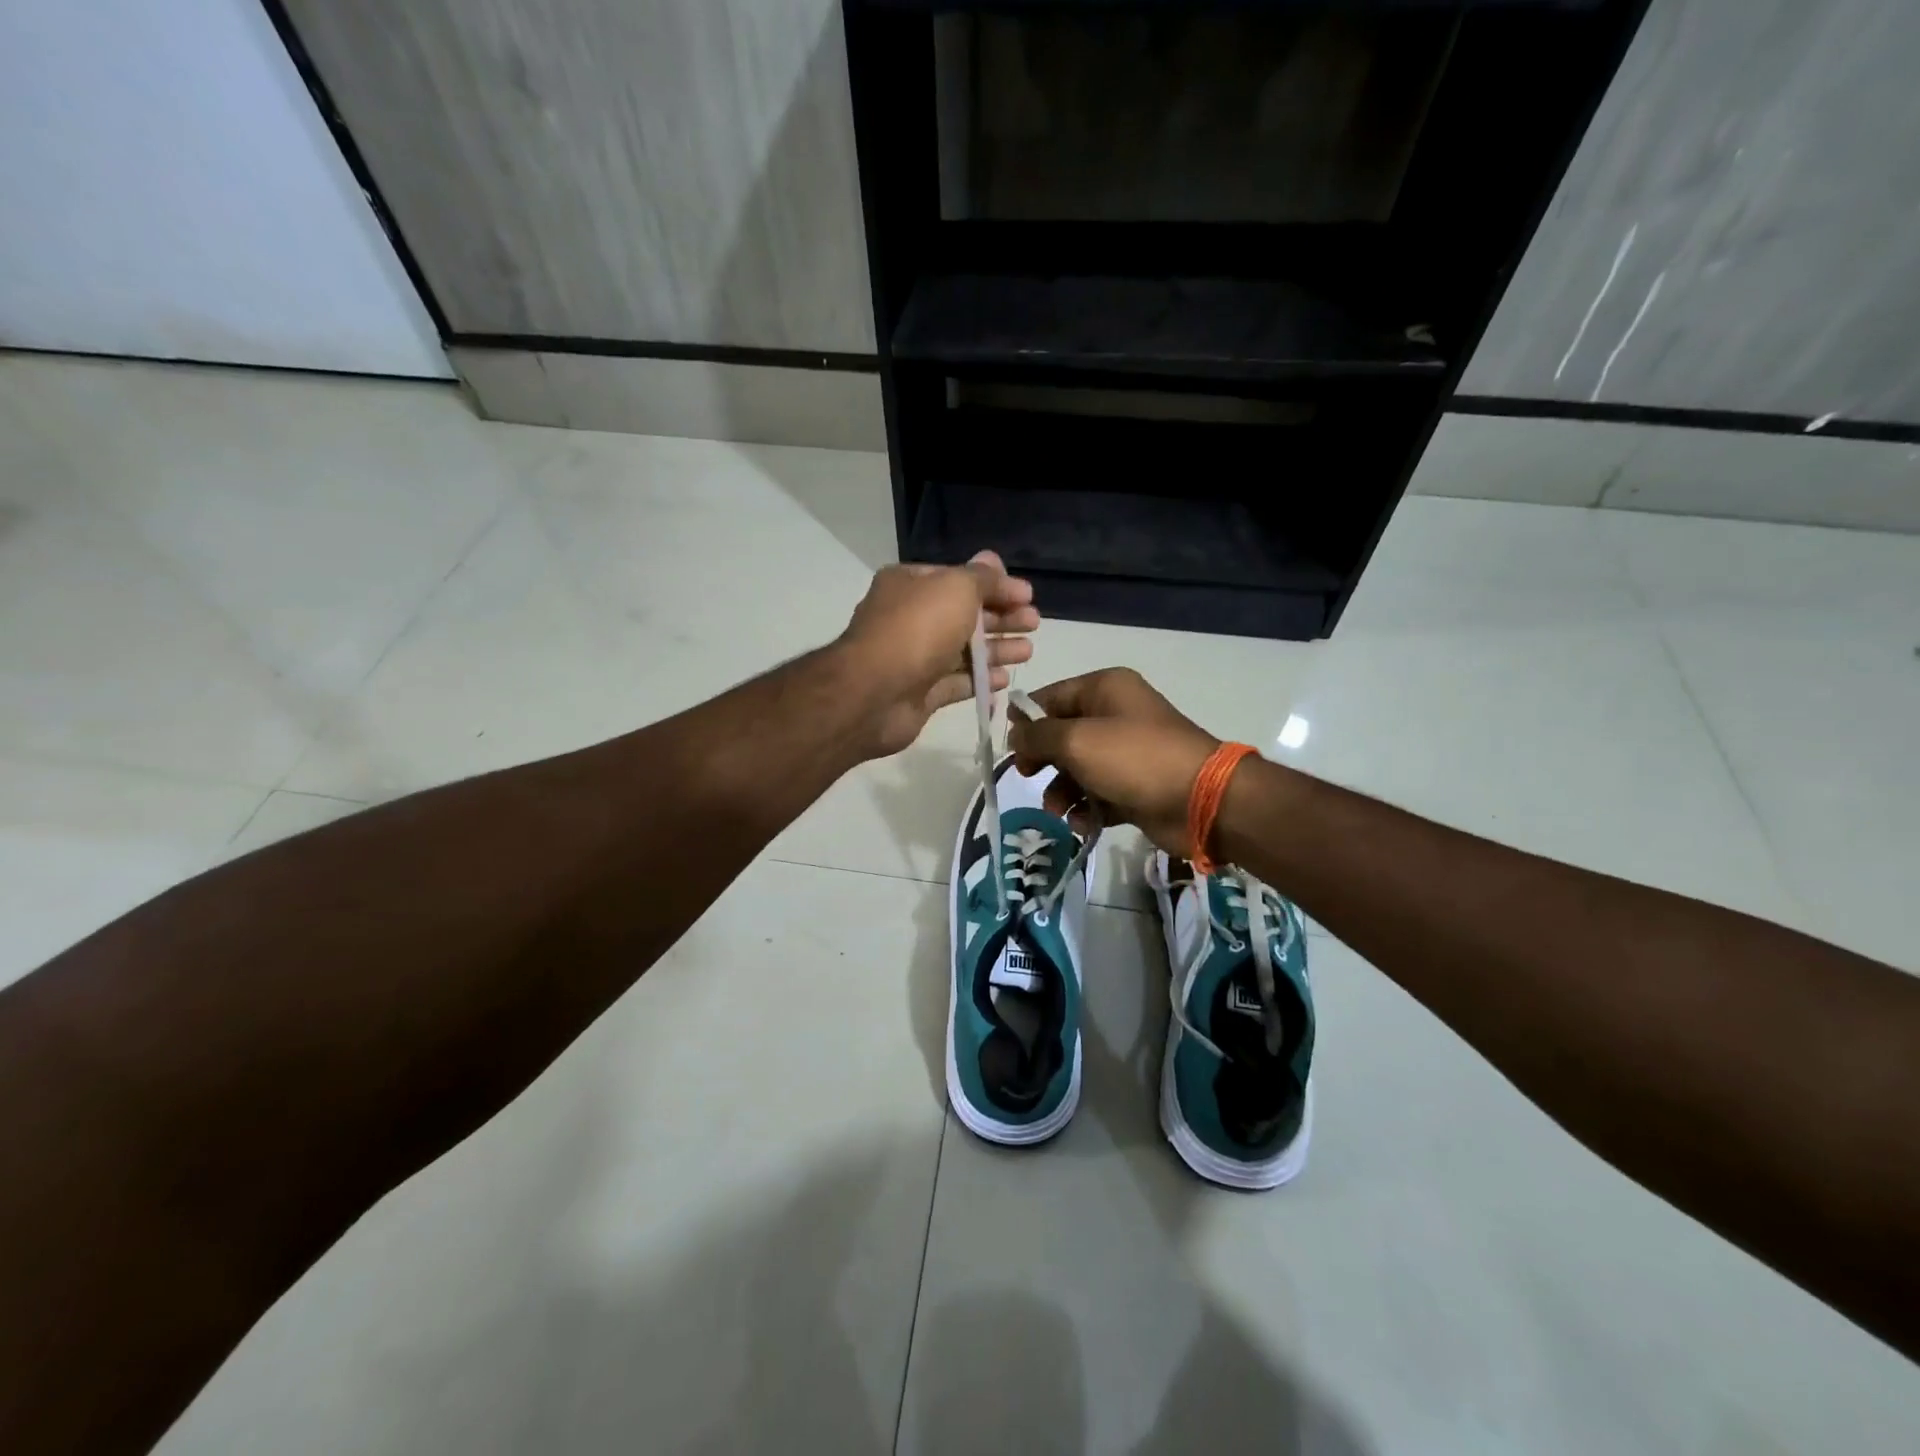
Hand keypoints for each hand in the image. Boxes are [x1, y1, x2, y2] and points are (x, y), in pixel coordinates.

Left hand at [837, 551, 1037, 757]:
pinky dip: (980, 681)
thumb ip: (982, 578)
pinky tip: (1005, 682)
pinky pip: (956, 684)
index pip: (960, 580)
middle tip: (1034, 624)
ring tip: (1028, 652)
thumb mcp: (956, 588)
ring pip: (963, 651)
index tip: (1029, 597)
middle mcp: (910, 618)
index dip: (996, 586)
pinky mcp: (920, 693)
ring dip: (996, 650)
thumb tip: (994, 561)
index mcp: (911, 585)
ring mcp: (914, 658)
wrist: (874, 693)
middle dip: (1001, 619)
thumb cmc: (917, 629)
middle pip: (964, 615)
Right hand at [1008, 668, 1218, 856]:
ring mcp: (1126, 752)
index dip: (1026, 720)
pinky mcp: (1134, 786)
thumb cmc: (1134, 758)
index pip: (1050, 697)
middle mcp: (1115, 715)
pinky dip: (1087, 808)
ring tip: (1058, 809)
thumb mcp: (1076, 741)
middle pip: (1061, 734)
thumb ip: (1037, 736)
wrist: (1201, 800)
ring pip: (1077, 768)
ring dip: (1061, 790)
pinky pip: (1098, 794)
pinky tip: (1085, 821)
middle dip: (1042, 759)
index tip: (1009, 747)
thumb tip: (1015, 735)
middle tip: (1027, 777)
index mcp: (1104, 689)